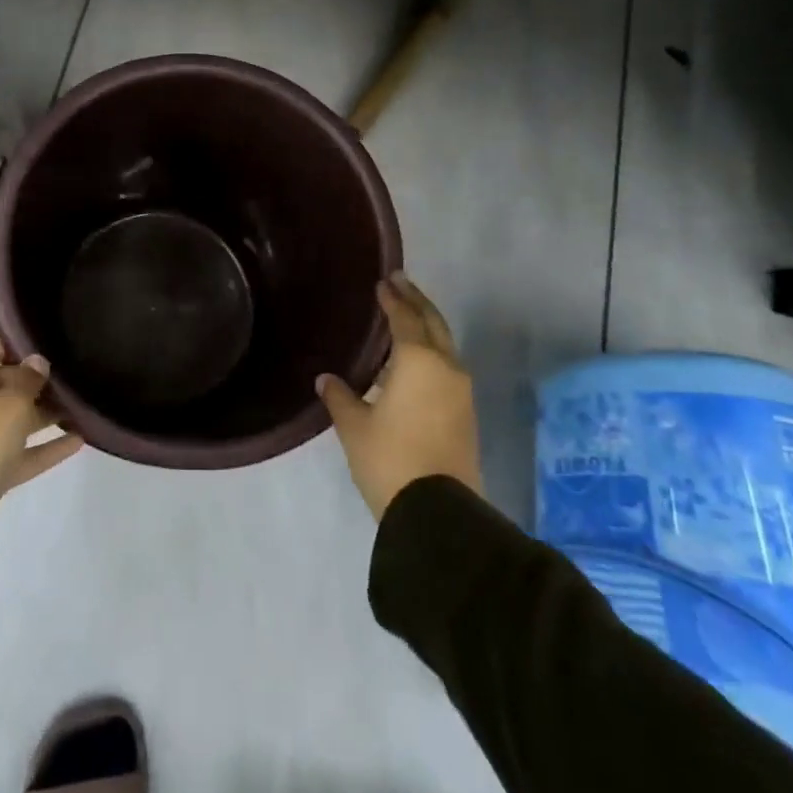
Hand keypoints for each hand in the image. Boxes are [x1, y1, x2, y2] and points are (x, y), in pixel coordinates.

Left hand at [0, 332, 83, 518]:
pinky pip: (22, 452)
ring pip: (13, 420)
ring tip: (77, 406)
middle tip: (62, 375)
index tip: (34, 344)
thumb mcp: (9, 403)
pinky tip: (79, 440)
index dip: (4, 343)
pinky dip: (46, 447)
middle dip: (31, 380)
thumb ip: (27, 379)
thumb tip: (37, 362)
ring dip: (43, 413)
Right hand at [316, 272, 482, 520]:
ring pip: (445, 346)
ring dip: (426, 328)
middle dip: (417, 301)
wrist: (438, 512)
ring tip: (405, 319)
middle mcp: (446, 368)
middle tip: (401, 282)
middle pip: (433, 324)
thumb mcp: (355, 427)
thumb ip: (340, 397)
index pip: (405, 318)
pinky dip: (431, 353)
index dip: (393, 299)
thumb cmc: (390, 459)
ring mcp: (461, 392)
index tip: (384, 281)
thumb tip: (326, 379)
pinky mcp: (466, 415)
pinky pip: (447, 368)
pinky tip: (413, 362)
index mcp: (418, 361)